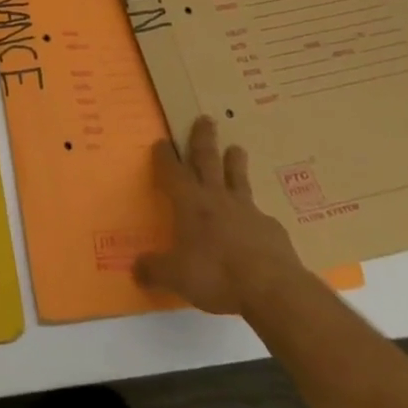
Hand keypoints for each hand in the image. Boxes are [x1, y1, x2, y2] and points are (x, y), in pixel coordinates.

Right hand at [134, 116, 307, 317]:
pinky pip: (259, 214)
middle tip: (206, 119)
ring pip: (238, 178)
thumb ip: (154, 270)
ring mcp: (247, 210)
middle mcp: (216, 198)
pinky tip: (258, 220)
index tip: (161, 141)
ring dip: (235, 162)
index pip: (172, 171)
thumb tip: (135, 269)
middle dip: (203, 139)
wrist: (272, 288)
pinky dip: (255, 212)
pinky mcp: (271, 228)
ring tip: (237, 148)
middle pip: (208, 160)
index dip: (165, 156)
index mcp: (189, 203)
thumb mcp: (176, 277)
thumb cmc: (215, 275)